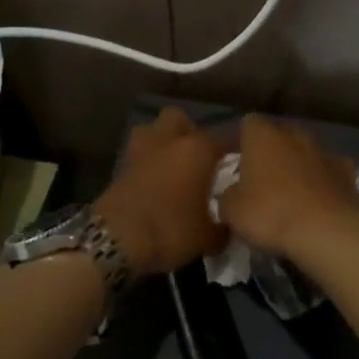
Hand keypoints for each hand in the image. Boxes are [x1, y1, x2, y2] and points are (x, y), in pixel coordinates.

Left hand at [93, 107, 228, 276]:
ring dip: (162, 142)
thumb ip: (223, 228)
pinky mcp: (120, 167)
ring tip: (172, 166)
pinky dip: (147, 163)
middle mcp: (169, 140)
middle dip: (188, 131)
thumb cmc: (170, 230)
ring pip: (152, 130)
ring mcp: (141, 151)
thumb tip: (227, 227)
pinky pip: (139, 155)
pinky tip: (155, 183)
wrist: (115, 240)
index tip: (243, 161)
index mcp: (197, 149)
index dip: (236, 148)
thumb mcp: (207, 238)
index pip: (225, 138)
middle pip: (179, 118)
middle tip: (199, 157)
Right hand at [218, 114, 358, 258]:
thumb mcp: (232, 211)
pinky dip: (323, 183)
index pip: (248, 124)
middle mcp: (294, 134)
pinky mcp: (347, 172)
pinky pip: (329, 172)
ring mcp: (324, 151)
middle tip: (262, 182)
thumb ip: (227, 196)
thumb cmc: (271, 214)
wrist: (328, 232)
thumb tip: (231, 195)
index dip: (242, 143)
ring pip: (305, 153)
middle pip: (278, 136)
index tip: (237, 165)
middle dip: (271, 154)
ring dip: (298, 167)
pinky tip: (319, 203)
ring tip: (291, 196)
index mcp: (262, 136)